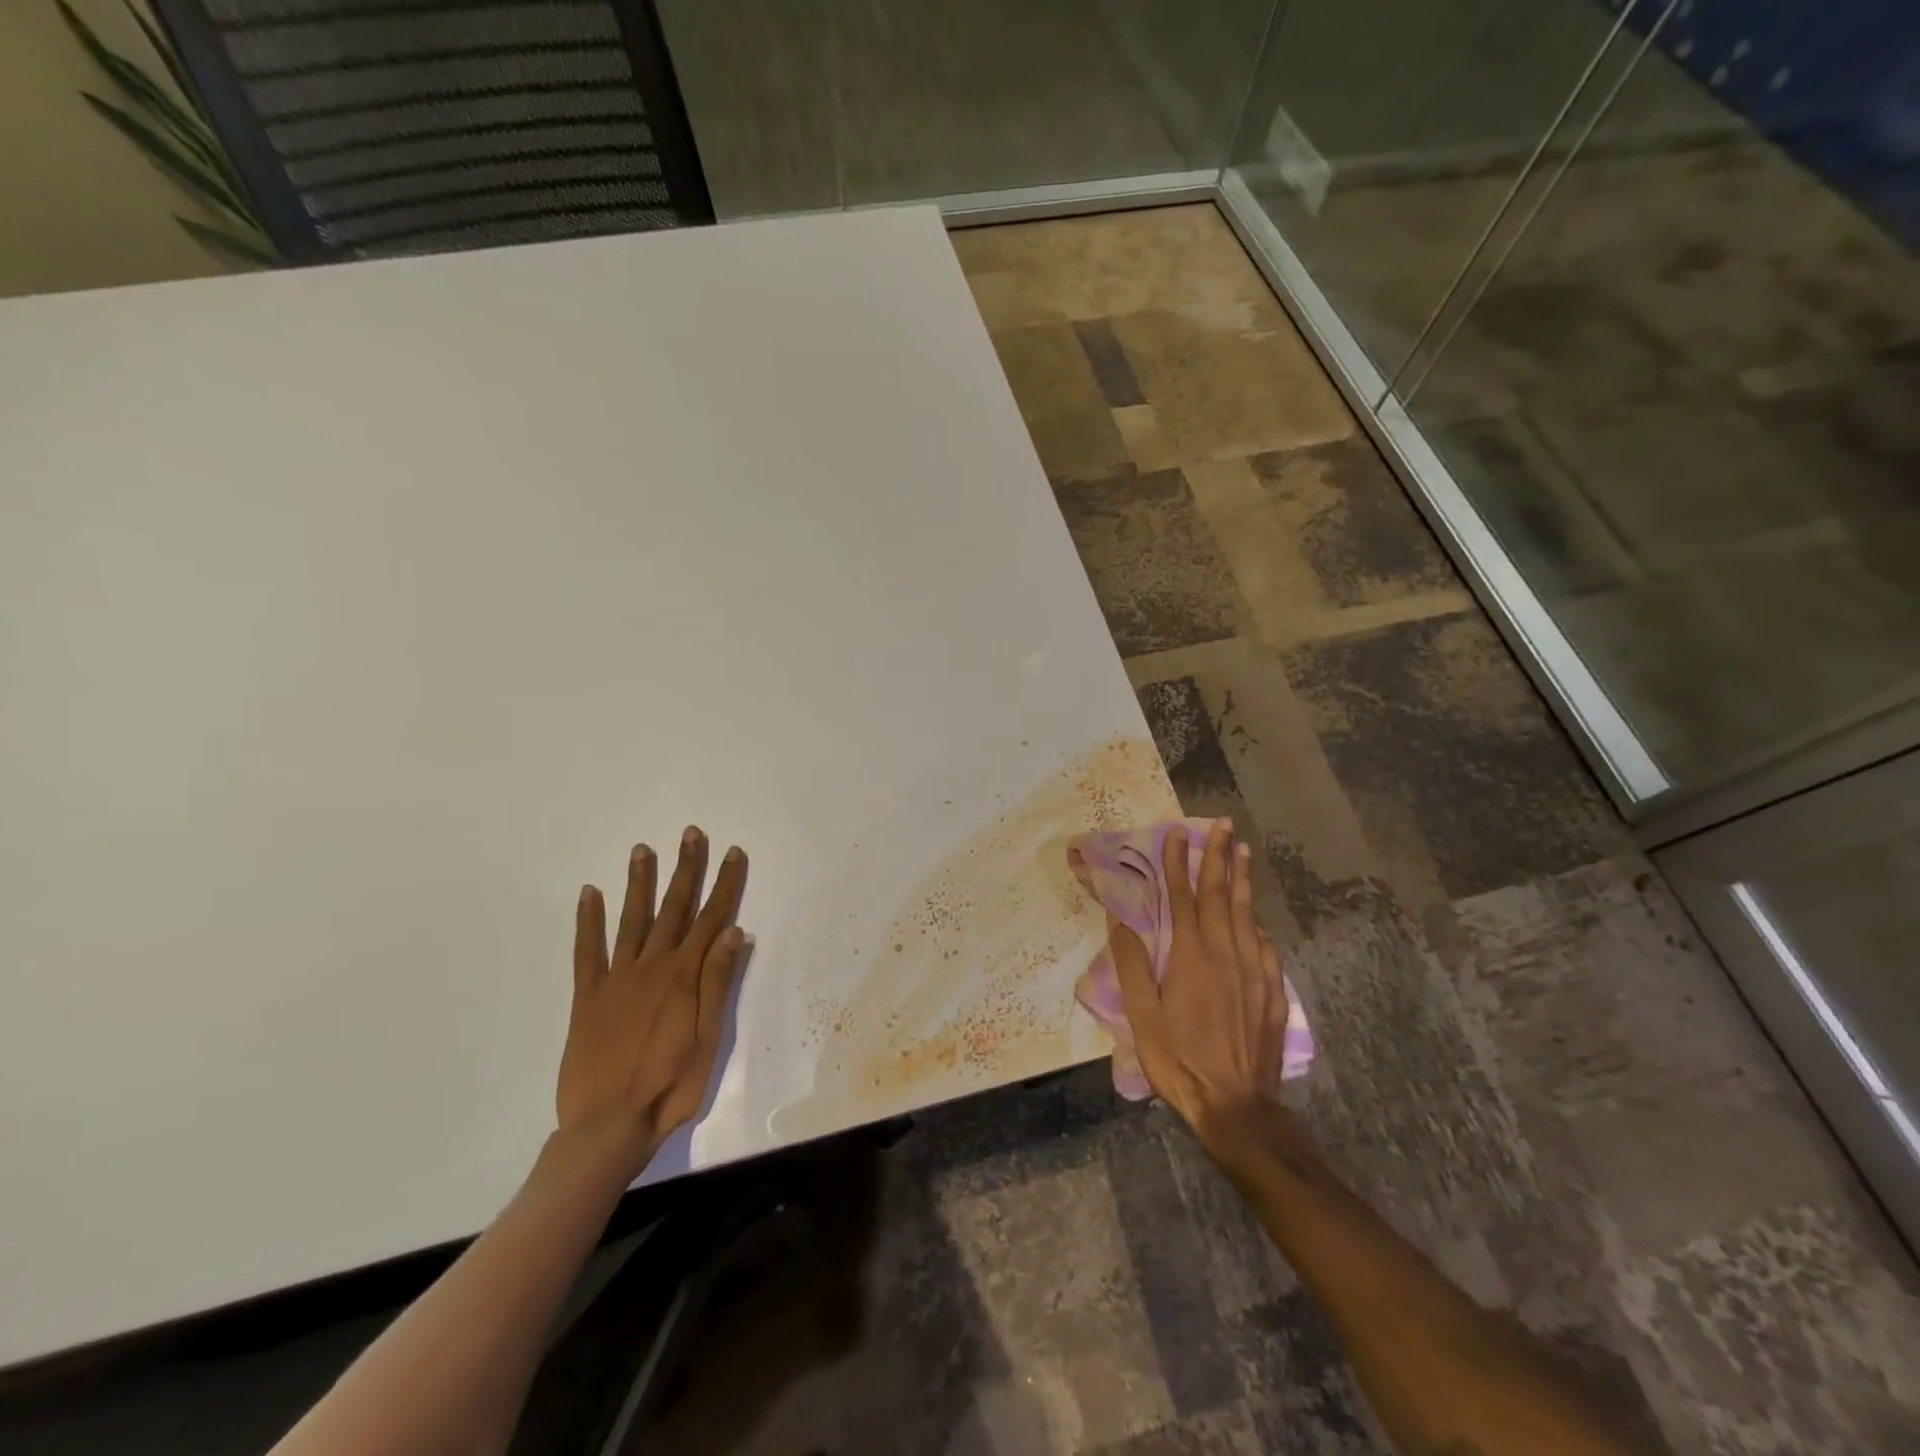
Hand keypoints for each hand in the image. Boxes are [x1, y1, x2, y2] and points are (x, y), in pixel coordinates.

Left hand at [558, 828, 747, 1170]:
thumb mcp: (709, 1039)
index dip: (724, 884)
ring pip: (632, 919)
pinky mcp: (587, 996)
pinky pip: (587, 951)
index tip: (732, 852)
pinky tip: (589, 894)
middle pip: (675, 909)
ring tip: (643, 850)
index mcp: (684, 977)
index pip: (712, 918)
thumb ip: (718, 983)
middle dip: (686, 869)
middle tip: (691, 834)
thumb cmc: (670, 1086)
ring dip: (640, 883)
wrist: (607, 1126)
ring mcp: (616, 979)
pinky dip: (587, 921)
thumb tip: (735, 932)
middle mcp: (652, 967)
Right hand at [1107, 819, 1291, 1149]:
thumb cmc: (1179, 1060)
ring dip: (1242, 880)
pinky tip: (1255, 916)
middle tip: (1224, 825)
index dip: (1179, 863)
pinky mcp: (1271, 992)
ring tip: (1244, 852)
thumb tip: (1121, 921)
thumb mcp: (1142, 1016)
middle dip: (1220, 857)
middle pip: (1221, 895)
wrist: (1237, 1107)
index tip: (1177, 833)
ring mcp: (1254, 972)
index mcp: (1192, 957)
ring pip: (1246, 914)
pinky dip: (1256, 922)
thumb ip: (1132, 965)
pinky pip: (1264, 945)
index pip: (1183, 897)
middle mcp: (1226, 954)